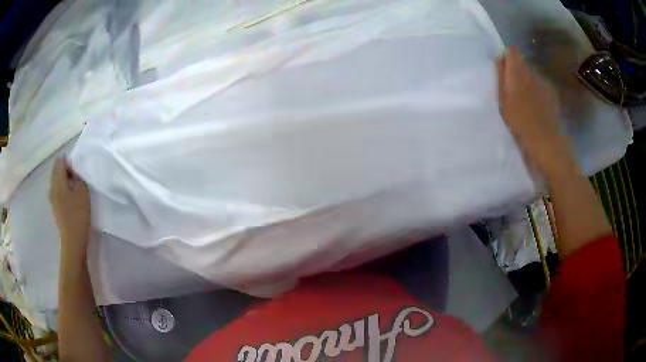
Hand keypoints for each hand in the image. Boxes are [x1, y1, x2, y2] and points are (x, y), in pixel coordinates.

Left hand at [49, 158, 90, 251]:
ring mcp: (52, 198)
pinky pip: (58, 191)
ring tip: (76, 189)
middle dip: (66, 171)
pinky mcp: (55, 207)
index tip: (77, 171)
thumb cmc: (78, 215)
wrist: (73, 241)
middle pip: (56, 171)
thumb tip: (73, 172)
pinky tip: (72, 199)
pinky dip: (64, 190)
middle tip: (77, 179)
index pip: (60, 161)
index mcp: (57, 181)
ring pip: (57, 181)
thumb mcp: (82, 191)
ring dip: (65, 181)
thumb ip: (77, 177)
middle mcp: (52, 187)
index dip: (69, 162)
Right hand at [497, 49, 575, 176]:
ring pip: (532, 77)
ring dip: (526, 84)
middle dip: (515, 72)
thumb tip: (499, 58)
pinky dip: (536, 94)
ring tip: (523, 103)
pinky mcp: (553, 96)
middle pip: (522, 64)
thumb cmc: (520, 122)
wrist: (547, 143)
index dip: (506, 57)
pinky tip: (535, 110)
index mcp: (519, 71)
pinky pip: (541, 88)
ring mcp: (545, 84)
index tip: (501, 71)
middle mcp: (533, 72)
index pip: (512, 51)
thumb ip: (501, 76)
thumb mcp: (503, 100)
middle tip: (510, 92)